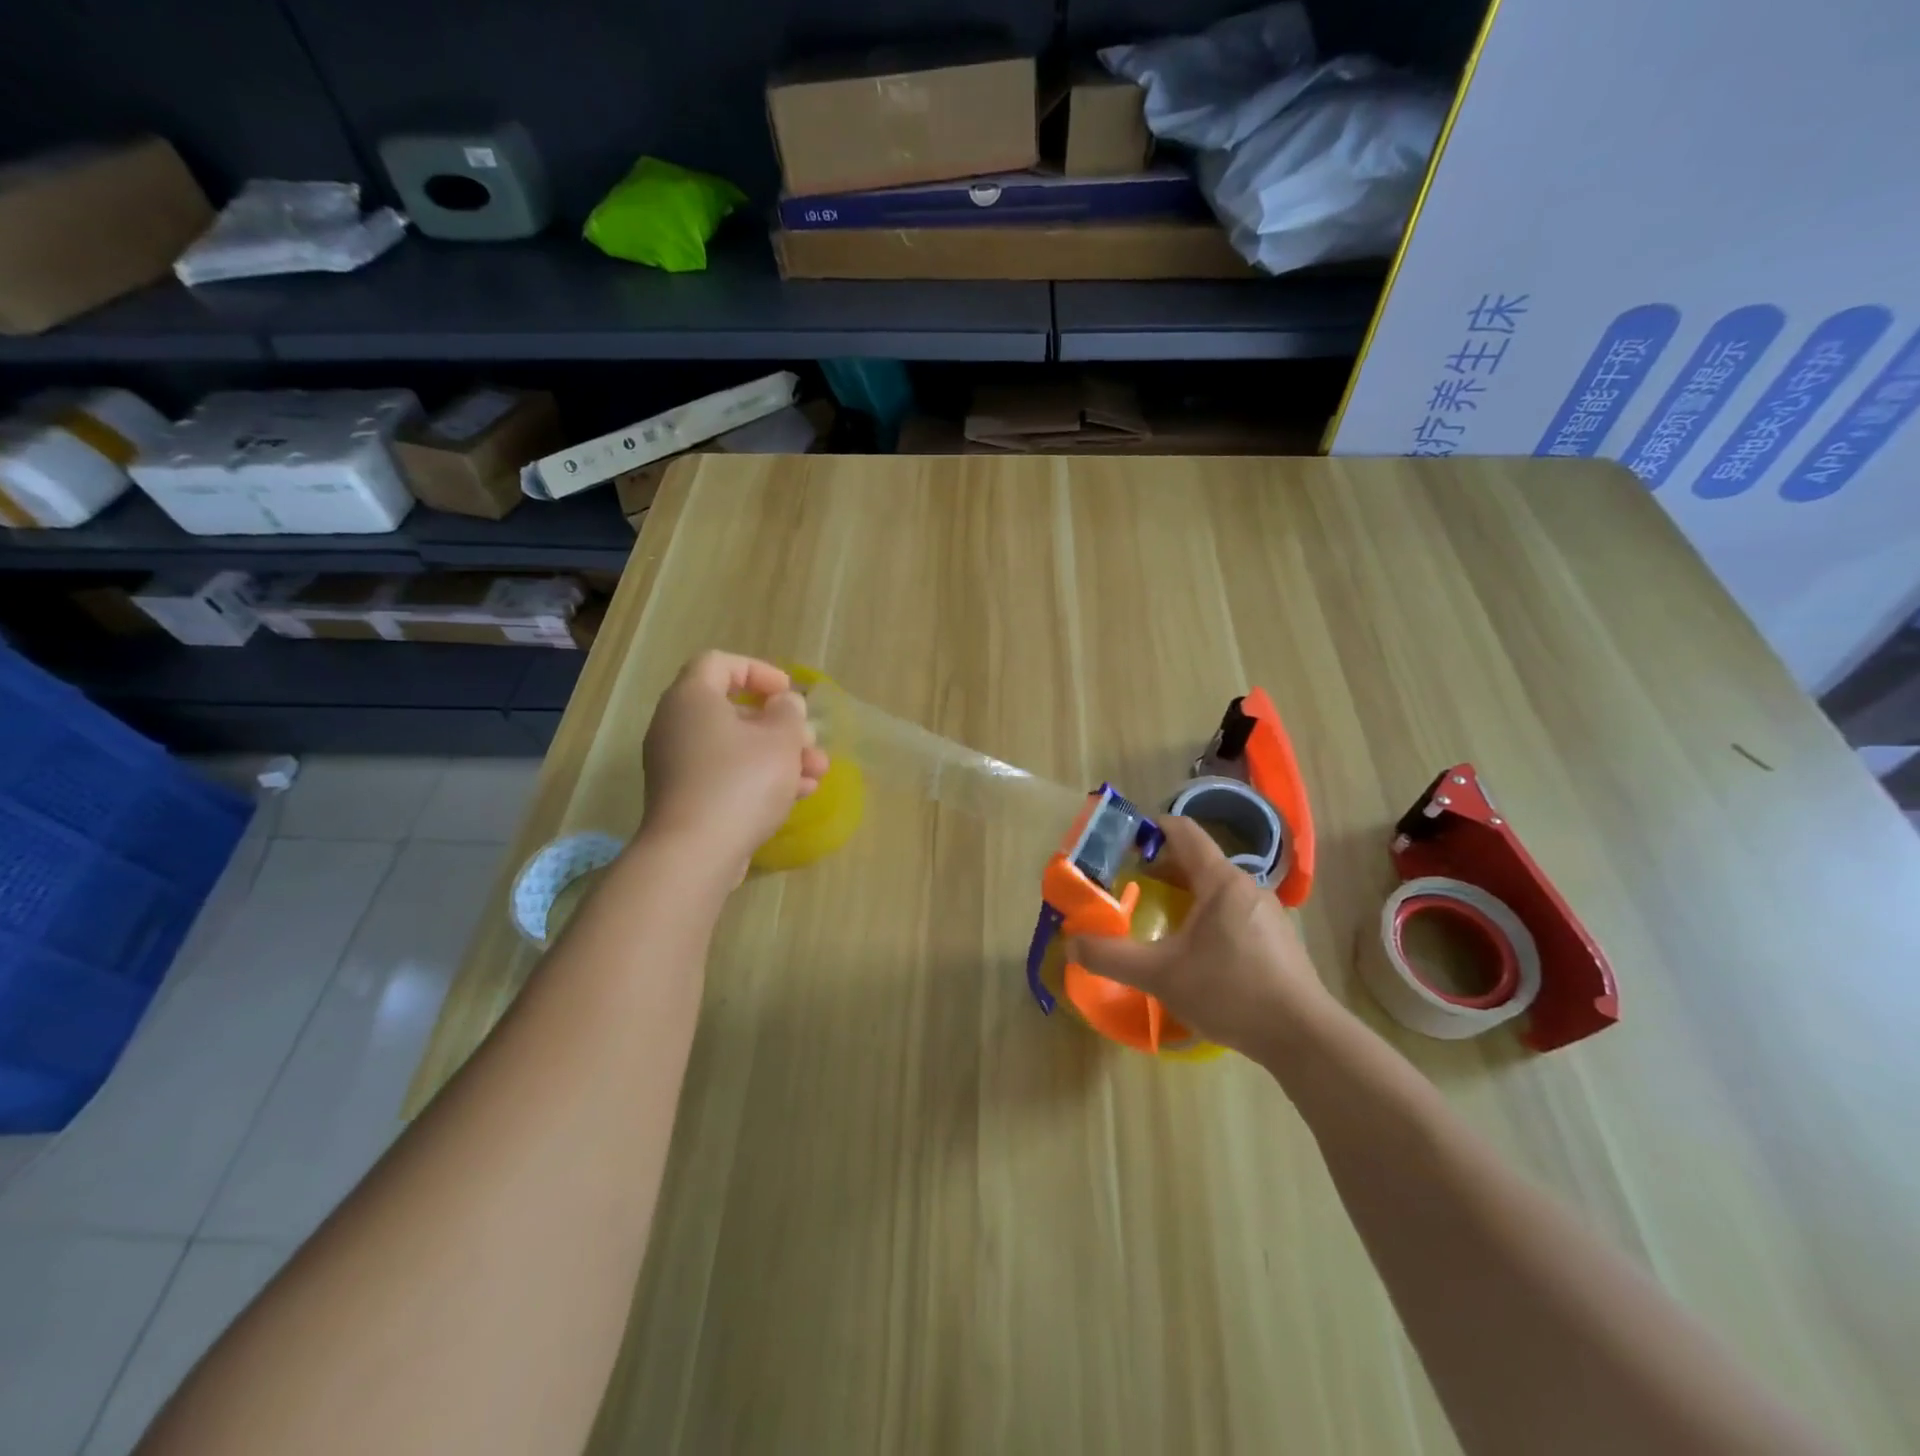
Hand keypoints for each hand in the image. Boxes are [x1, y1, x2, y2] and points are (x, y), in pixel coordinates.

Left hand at [639, 651, 829, 882]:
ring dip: (780, 756)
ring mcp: (678, 766)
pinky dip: (760, 779)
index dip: (758, 671)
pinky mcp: (686, 799)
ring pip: (736, 748)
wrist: (695, 853)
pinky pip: (727, 776)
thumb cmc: (741, 781)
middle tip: (810, 740)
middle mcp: (677, 726)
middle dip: (781, 725)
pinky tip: (798, 795)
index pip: (720, 663)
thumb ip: (788, 713)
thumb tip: (783, 705)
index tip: (788, 693)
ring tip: (817, 773)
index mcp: (692, 699)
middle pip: (733, 711)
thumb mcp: (779, 739)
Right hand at [1065, 816, 1343, 1057]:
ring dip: (1185, 896)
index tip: (1123, 844)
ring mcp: (1267, 913)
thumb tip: (1071, 944)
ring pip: (1216, 890)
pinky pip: (1233, 912)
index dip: (1151, 829)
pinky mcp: (1277, 939)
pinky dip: (1207, 917)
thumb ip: (1112, 958)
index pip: (1183, 832)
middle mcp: (1247, 887)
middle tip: (1130, 889)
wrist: (1304, 1037)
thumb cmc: (1230, 992)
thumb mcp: (1161, 975)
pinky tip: (1196, 953)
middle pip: (1197, 862)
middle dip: (1161, 870)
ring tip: (1159, 922)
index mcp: (1221, 881)